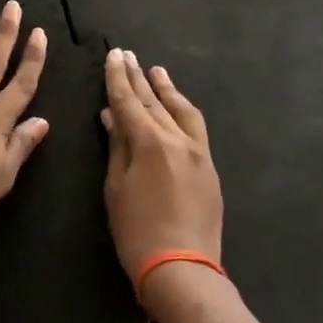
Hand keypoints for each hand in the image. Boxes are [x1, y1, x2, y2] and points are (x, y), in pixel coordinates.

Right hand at [101, 48, 221, 282]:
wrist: (181, 266)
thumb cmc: (136, 231)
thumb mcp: (116, 188)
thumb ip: (117, 147)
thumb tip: (112, 115)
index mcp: (150, 143)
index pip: (129, 102)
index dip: (118, 79)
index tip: (114, 56)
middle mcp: (177, 139)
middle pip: (154, 102)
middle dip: (139, 78)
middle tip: (128, 56)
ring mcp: (198, 151)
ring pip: (181, 110)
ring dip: (166, 89)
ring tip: (156, 71)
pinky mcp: (209, 166)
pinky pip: (196, 127)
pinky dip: (183, 110)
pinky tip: (177, 105)